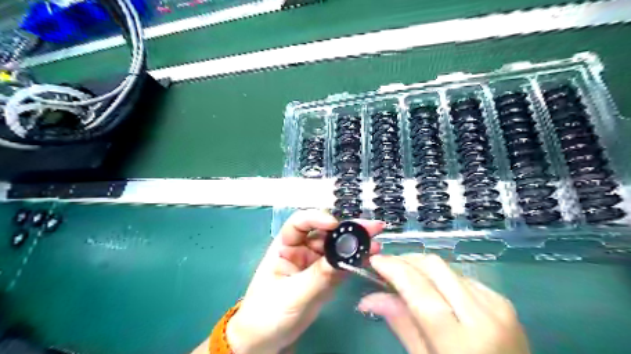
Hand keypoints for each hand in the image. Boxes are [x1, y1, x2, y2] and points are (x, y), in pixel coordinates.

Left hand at [226, 210, 384, 353]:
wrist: (266, 341)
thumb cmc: (267, 314)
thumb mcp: (291, 294)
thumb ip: (317, 276)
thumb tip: (341, 259)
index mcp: (285, 247)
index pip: (299, 224)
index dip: (317, 219)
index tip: (334, 224)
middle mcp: (301, 250)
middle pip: (325, 233)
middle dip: (347, 229)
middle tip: (371, 227)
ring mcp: (315, 264)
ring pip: (336, 248)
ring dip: (355, 244)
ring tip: (375, 241)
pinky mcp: (325, 278)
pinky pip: (342, 265)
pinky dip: (356, 261)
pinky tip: (370, 256)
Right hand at [357, 254, 527, 353]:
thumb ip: (401, 324)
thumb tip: (369, 298)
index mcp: (460, 341)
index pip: (418, 288)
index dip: (393, 268)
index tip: (375, 261)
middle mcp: (482, 315)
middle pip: (434, 266)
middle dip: (406, 261)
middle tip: (388, 269)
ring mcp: (496, 304)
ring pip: (447, 267)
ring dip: (422, 267)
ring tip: (407, 278)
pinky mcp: (503, 300)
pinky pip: (462, 276)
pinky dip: (441, 277)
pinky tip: (434, 290)